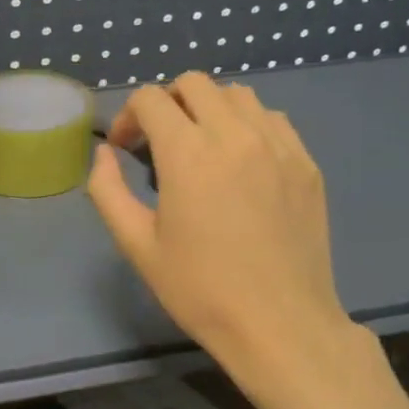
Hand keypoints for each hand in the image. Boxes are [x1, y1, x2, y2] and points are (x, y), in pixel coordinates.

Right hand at [86, 72, 368, 394]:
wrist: (279, 325)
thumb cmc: (200, 289)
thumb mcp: (137, 245)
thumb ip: (108, 190)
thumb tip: (103, 154)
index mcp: (188, 154)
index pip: (151, 99)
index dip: (127, 116)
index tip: (124, 148)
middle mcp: (235, 135)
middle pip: (194, 83)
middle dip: (166, 103)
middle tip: (158, 142)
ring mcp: (278, 146)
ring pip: (237, 94)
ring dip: (208, 108)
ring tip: (200, 146)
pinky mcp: (305, 163)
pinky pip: (272, 119)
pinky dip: (247, 124)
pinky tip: (240, 161)